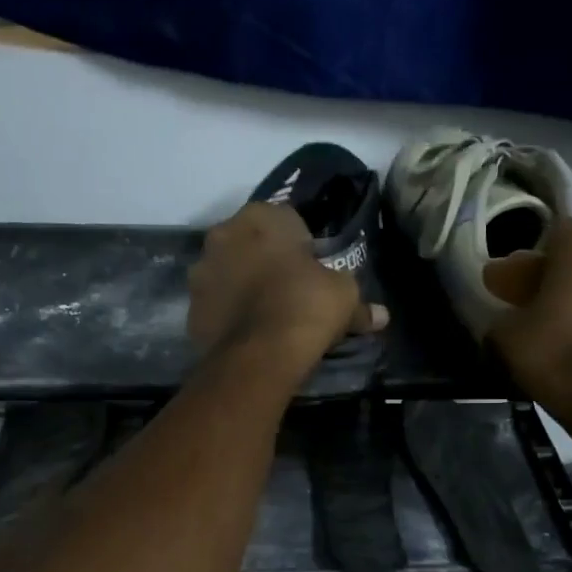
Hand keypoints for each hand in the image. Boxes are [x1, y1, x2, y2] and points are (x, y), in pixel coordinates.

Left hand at [187, 203, 387, 376]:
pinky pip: (216, 303)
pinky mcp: (190, 306)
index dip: (301, 244)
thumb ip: (361, 303)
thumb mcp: (344, 297)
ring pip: (229, 271)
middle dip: (266, 260)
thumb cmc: (306, 307)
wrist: (258, 355)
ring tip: (267, 315)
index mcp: (261, 216)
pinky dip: (228, 312)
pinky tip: (248, 332)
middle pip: (251, 242)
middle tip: (289, 290)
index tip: (312, 269)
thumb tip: (381, 316)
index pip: (286, 219)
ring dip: (243, 284)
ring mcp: (201, 271)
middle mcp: (223, 234)